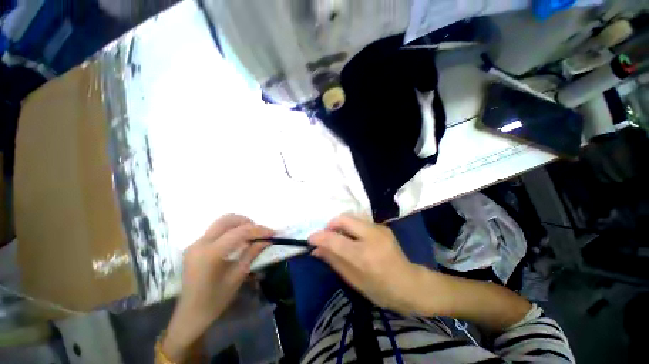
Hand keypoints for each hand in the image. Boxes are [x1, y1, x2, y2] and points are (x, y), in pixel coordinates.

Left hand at [162, 215, 273, 361]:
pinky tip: (238, 240)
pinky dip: (231, 230)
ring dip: (239, 224)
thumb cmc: (216, 300)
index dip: (259, 230)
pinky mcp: (195, 246)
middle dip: (247, 222)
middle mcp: (200, 243)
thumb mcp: (238, 275)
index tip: (272, 233)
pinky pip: (216, 230)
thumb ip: (252, 253)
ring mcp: (195, 244)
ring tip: (251, 235)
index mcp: (211, 254)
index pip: (239, 232)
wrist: (191, 315)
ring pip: (221, 223)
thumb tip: (268, 239)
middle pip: (227, 220)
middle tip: (259, 232)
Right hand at [309, 215, 425, 313]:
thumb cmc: (380, 289)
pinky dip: (352, 226)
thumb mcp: (353, 280)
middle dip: (331, 224)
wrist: (409, 284)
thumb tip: (316, 249)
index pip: (335, 240)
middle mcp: (371, 236)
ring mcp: (379, 228)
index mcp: (363, 255)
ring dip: (341, 224)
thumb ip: (333, 261)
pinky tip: (355, 238)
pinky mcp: (382, 226)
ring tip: (340, 237)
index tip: (310, 238)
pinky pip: (360, 221)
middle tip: (327, 236)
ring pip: (352, 217)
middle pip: (344, 219)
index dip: (319, 237)